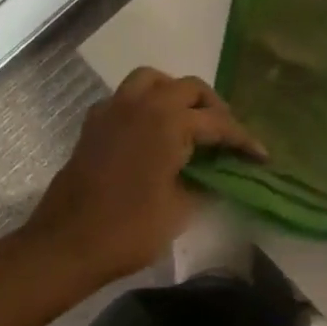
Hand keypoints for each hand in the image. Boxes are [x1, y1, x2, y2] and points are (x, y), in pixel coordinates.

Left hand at [24, 68, 265, 285]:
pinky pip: (126, 97)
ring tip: (188, 119)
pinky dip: (144, 104)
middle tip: (226, 136)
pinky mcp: (95, 123)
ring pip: (154, 80)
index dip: (243, 140)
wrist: (65, 246)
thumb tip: (217, 175)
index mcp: (170, 121)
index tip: (261, 157)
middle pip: (190, 88)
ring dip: (176, 93)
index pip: (218, 124)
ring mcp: (115, 109)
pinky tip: (150, 130)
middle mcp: (144, 104)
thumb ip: (204, 183)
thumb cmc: (128, 230)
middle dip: (213, 108)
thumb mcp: (180, 210)